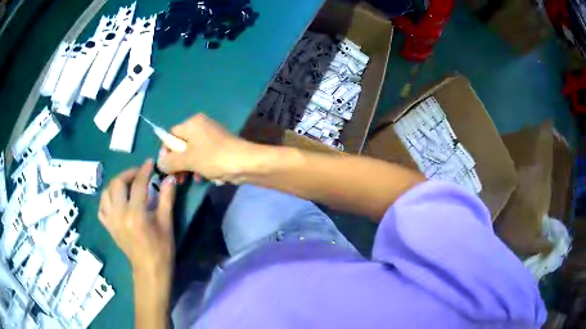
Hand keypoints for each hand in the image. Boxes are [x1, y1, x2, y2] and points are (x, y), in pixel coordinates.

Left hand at [98, 159, 176, 275]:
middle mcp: (119, 214)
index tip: (150, 163)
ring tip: (127, 184)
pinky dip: (107, 198)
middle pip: (117, 183)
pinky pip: (102, 207)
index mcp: (135, 214)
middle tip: (139, 173)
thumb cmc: (161, 249)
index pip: (138, 184)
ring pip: (107, 192)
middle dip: (129, 173)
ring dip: (116, 184)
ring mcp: (111, 221)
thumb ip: (167, 198)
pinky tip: (116, 199)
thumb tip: (169, 178)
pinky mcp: (108, 227)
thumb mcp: (167, 223)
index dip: (145, 170)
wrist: (149, 270)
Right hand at [157, 113, 251, 182]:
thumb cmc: (213, 158)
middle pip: (181, 145)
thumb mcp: (188, 160)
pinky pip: (204, 158)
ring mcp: (211, 137)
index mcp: (192, 123)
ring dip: (189, 168)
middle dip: (178, 163)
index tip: (166, 167)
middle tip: (177, 178)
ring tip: (189, 180)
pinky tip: (203, 179)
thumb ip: (170, 161)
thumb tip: (159, 163)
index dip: (165, 152)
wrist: (245, 163)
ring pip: (192, 154)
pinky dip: (201, 168)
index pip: (170, 135)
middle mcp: (201, 126)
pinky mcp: (219, 148)